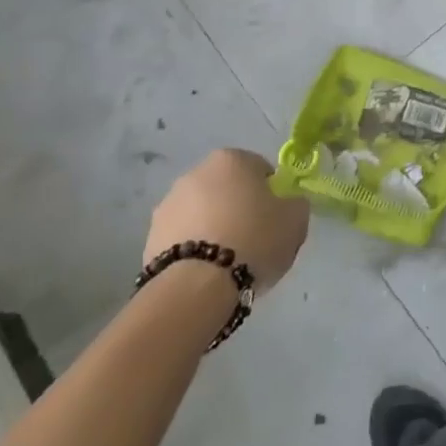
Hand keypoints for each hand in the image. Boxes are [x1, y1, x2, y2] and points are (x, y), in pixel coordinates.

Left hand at [145, 150, 309, 291]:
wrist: (195, 287)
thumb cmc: (253, 240)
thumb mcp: (295, 219)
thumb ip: (295, 204)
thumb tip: (287, 204)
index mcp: (231, 159)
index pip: (260, 170)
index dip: (271, 195)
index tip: (275, 220)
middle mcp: (196, 173)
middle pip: (227, 190)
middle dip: (238, 209)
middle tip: (253, 240)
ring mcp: (167, 205)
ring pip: (202, 214)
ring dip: (213, 228)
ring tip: (226, 264)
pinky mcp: (149, 238)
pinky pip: (182, 239)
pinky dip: (193, 250)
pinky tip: (205, 274)